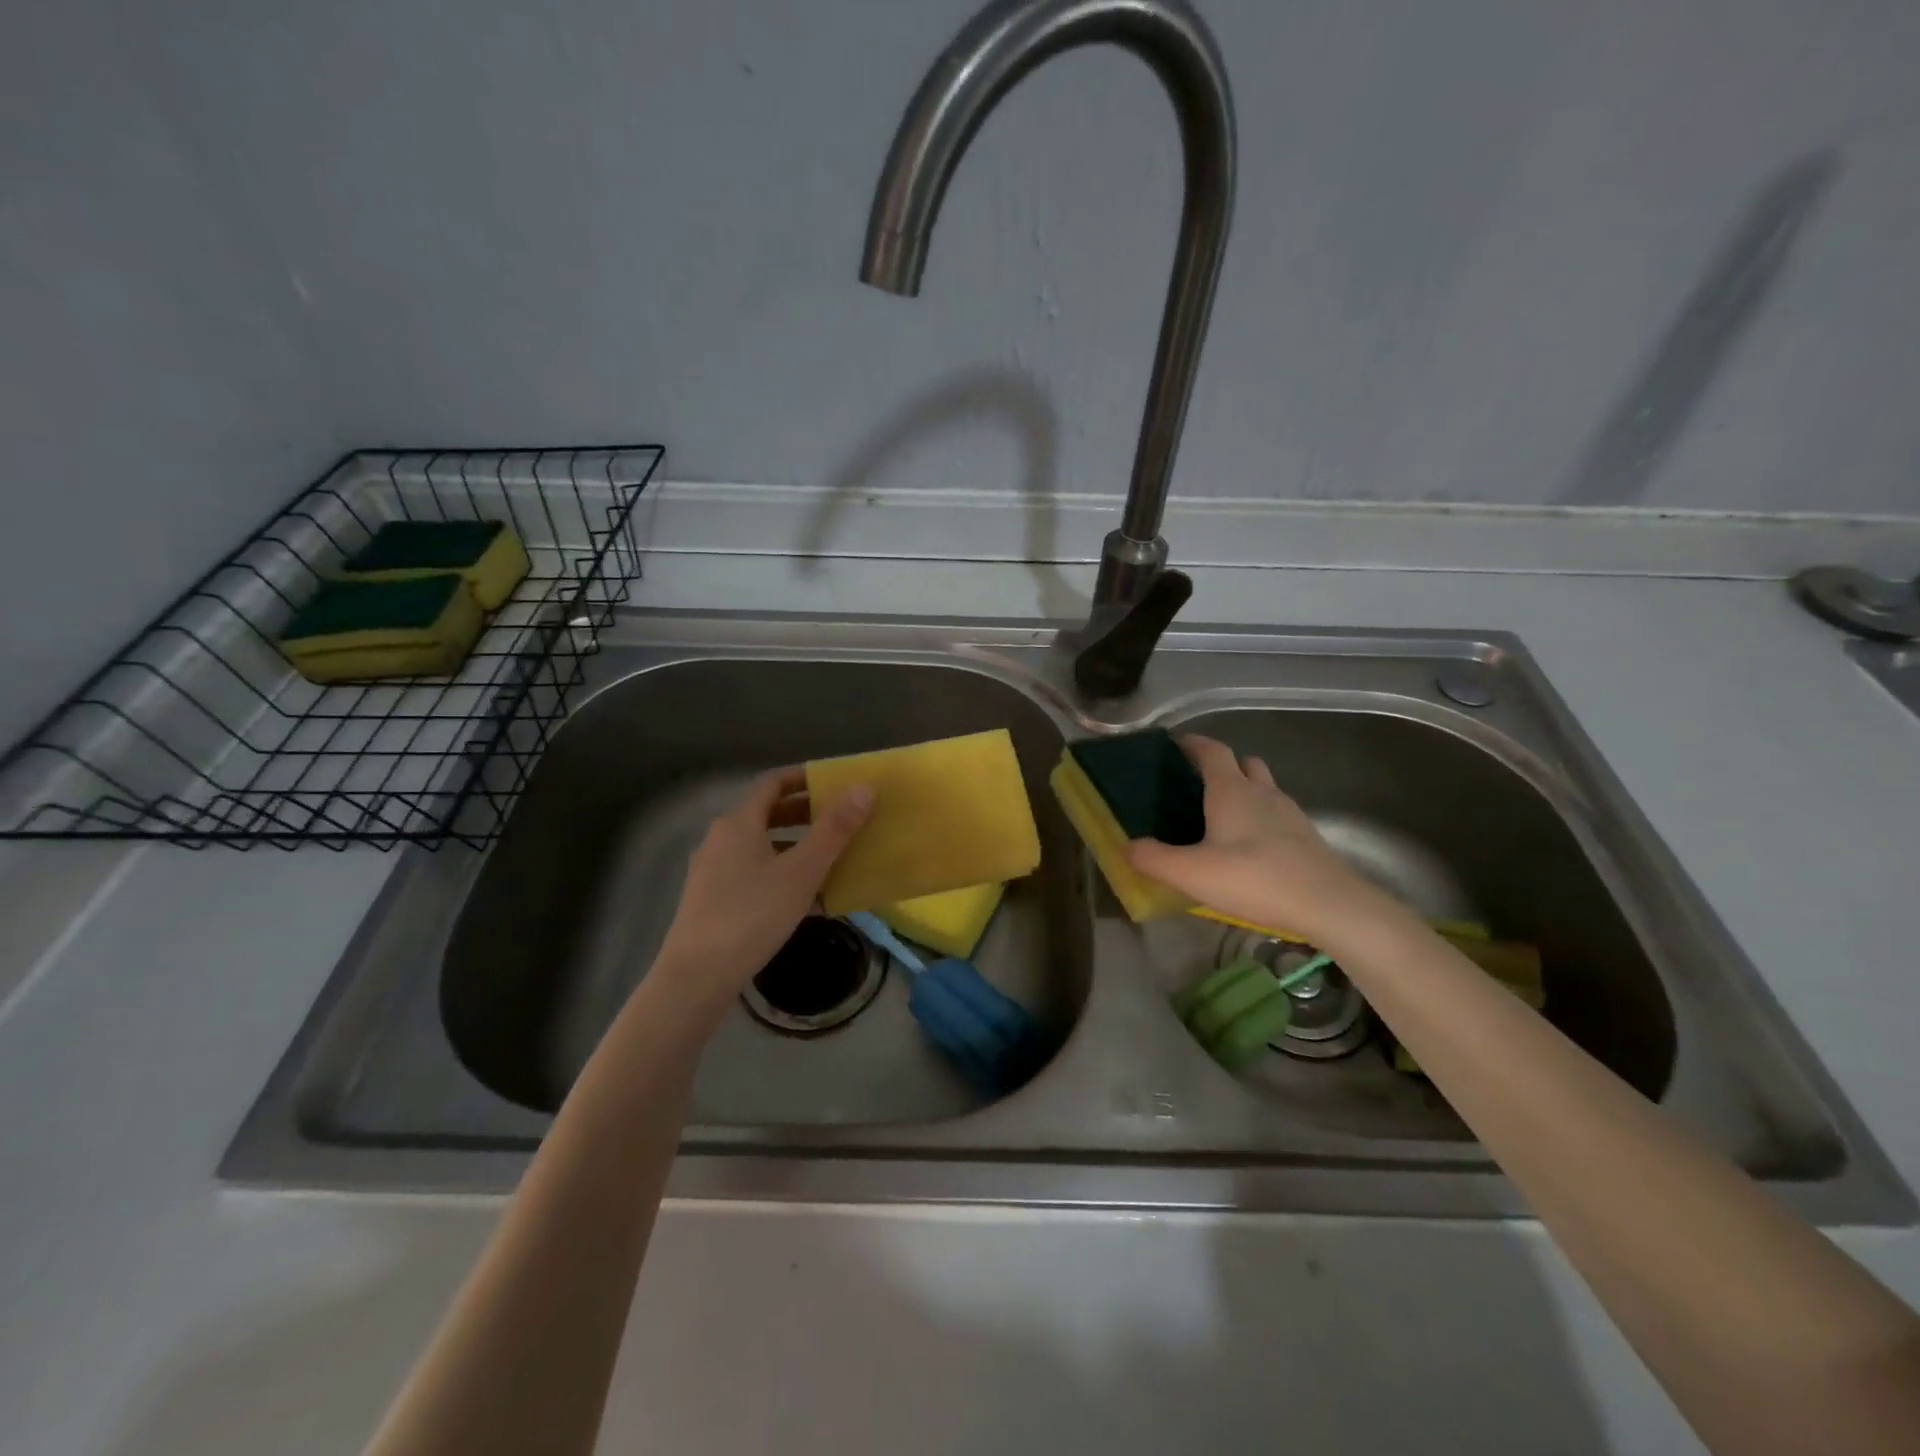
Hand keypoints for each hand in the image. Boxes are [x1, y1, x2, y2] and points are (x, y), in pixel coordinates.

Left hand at [652, 768, 873, 1009]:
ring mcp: (712, 871)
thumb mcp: (802, 872)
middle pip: (766, 814)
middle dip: (804, 813)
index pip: (772, 783)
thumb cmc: (752, 915)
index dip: (802, 777)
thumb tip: (863, 788)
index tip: (833, 782)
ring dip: (793, 845)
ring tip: (828, 859)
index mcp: (739, 823)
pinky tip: (802, 899)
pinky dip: (778, 872)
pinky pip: (751, 873)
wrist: (697, 976)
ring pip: (760, 845)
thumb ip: (834, 830)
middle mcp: (720, 839)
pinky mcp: (710, 900)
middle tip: (839, 819)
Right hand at [1127, 735, 1399, 946]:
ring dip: (1244, 792)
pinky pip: (1277, 815)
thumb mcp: (1192, 873)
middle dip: (1222, 766)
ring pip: (1264, 788)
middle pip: (1243, 763)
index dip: (1192, 744)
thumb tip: (1128, 846)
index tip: (1174, 745)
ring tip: (1221, 818)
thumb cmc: (1255, 879)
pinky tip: (1249, 848)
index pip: (1211, 751)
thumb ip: (1154, 859)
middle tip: (1197, 784)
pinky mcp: (1306, 838)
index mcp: (1231, 791)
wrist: (1330, 906)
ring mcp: (1289, 814)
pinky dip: (1260, 819)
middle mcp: (1262, 793)